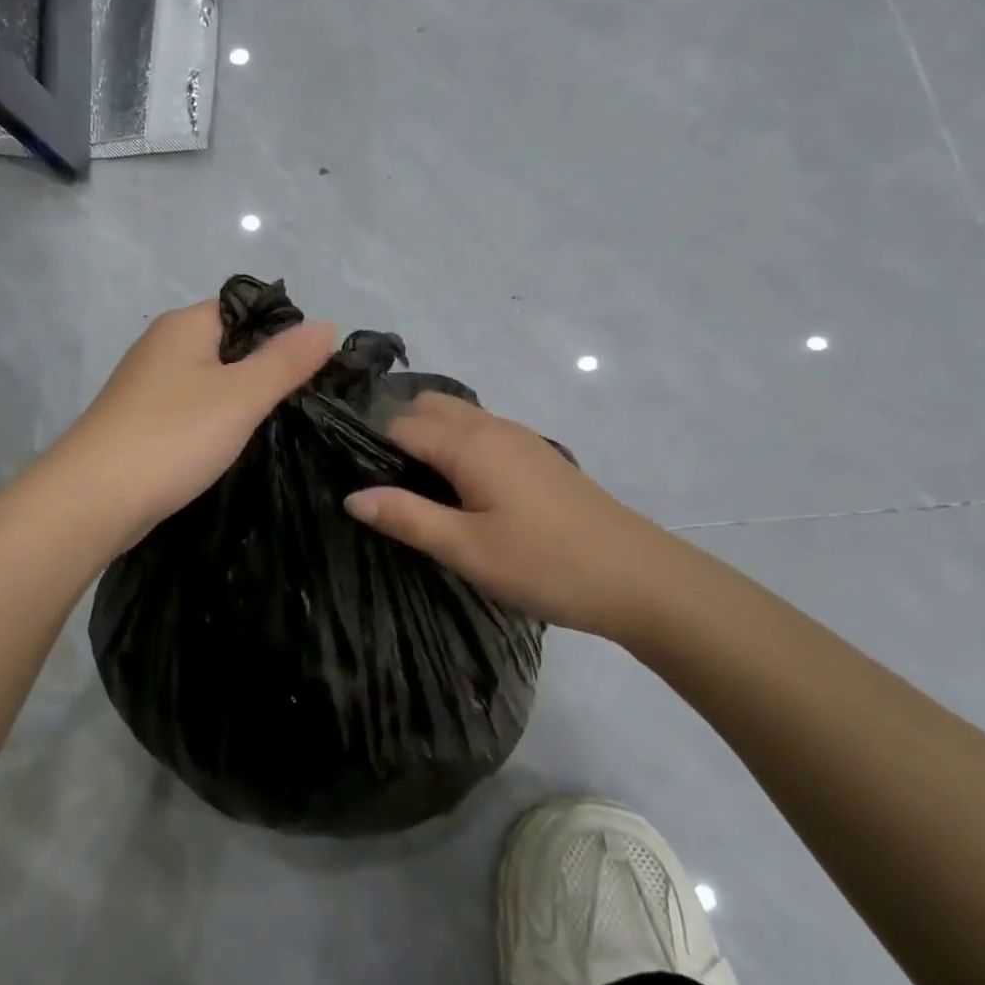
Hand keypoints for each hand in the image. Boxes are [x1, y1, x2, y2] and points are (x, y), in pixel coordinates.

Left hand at [52, 298, 336, 542]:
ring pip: (211, 379)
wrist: (92, 500)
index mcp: (185, 325)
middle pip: (230, 344)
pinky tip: (234, 443)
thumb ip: (286, 361)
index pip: (246, 308)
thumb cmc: (173, 436)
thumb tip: (326, 325)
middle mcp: (163, 345)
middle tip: (305, 400)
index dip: (283, 331)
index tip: (315, 368)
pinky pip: (192, 408)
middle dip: (266, 368)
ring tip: (279, 424)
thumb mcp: (241, 396)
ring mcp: (148, 385)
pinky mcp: (142, 421)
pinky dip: (216, 421)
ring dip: (242, 398)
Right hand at [344, 393, 685, 642]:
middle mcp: (492, 426)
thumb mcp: (467, 549)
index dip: (368, 444)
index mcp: (470, 443)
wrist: (637, 577)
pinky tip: (456, 490)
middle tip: (379, 483)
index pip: (399, 424)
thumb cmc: (546, 564)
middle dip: (395, 432)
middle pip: (427, 407)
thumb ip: (407, 517)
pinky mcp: (536, 456)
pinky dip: (455, 446)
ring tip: (411, 489)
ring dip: (427, 438)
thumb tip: (352, 495)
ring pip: (456, 417)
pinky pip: (480, 433)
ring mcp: (519, 438)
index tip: (346, 475)